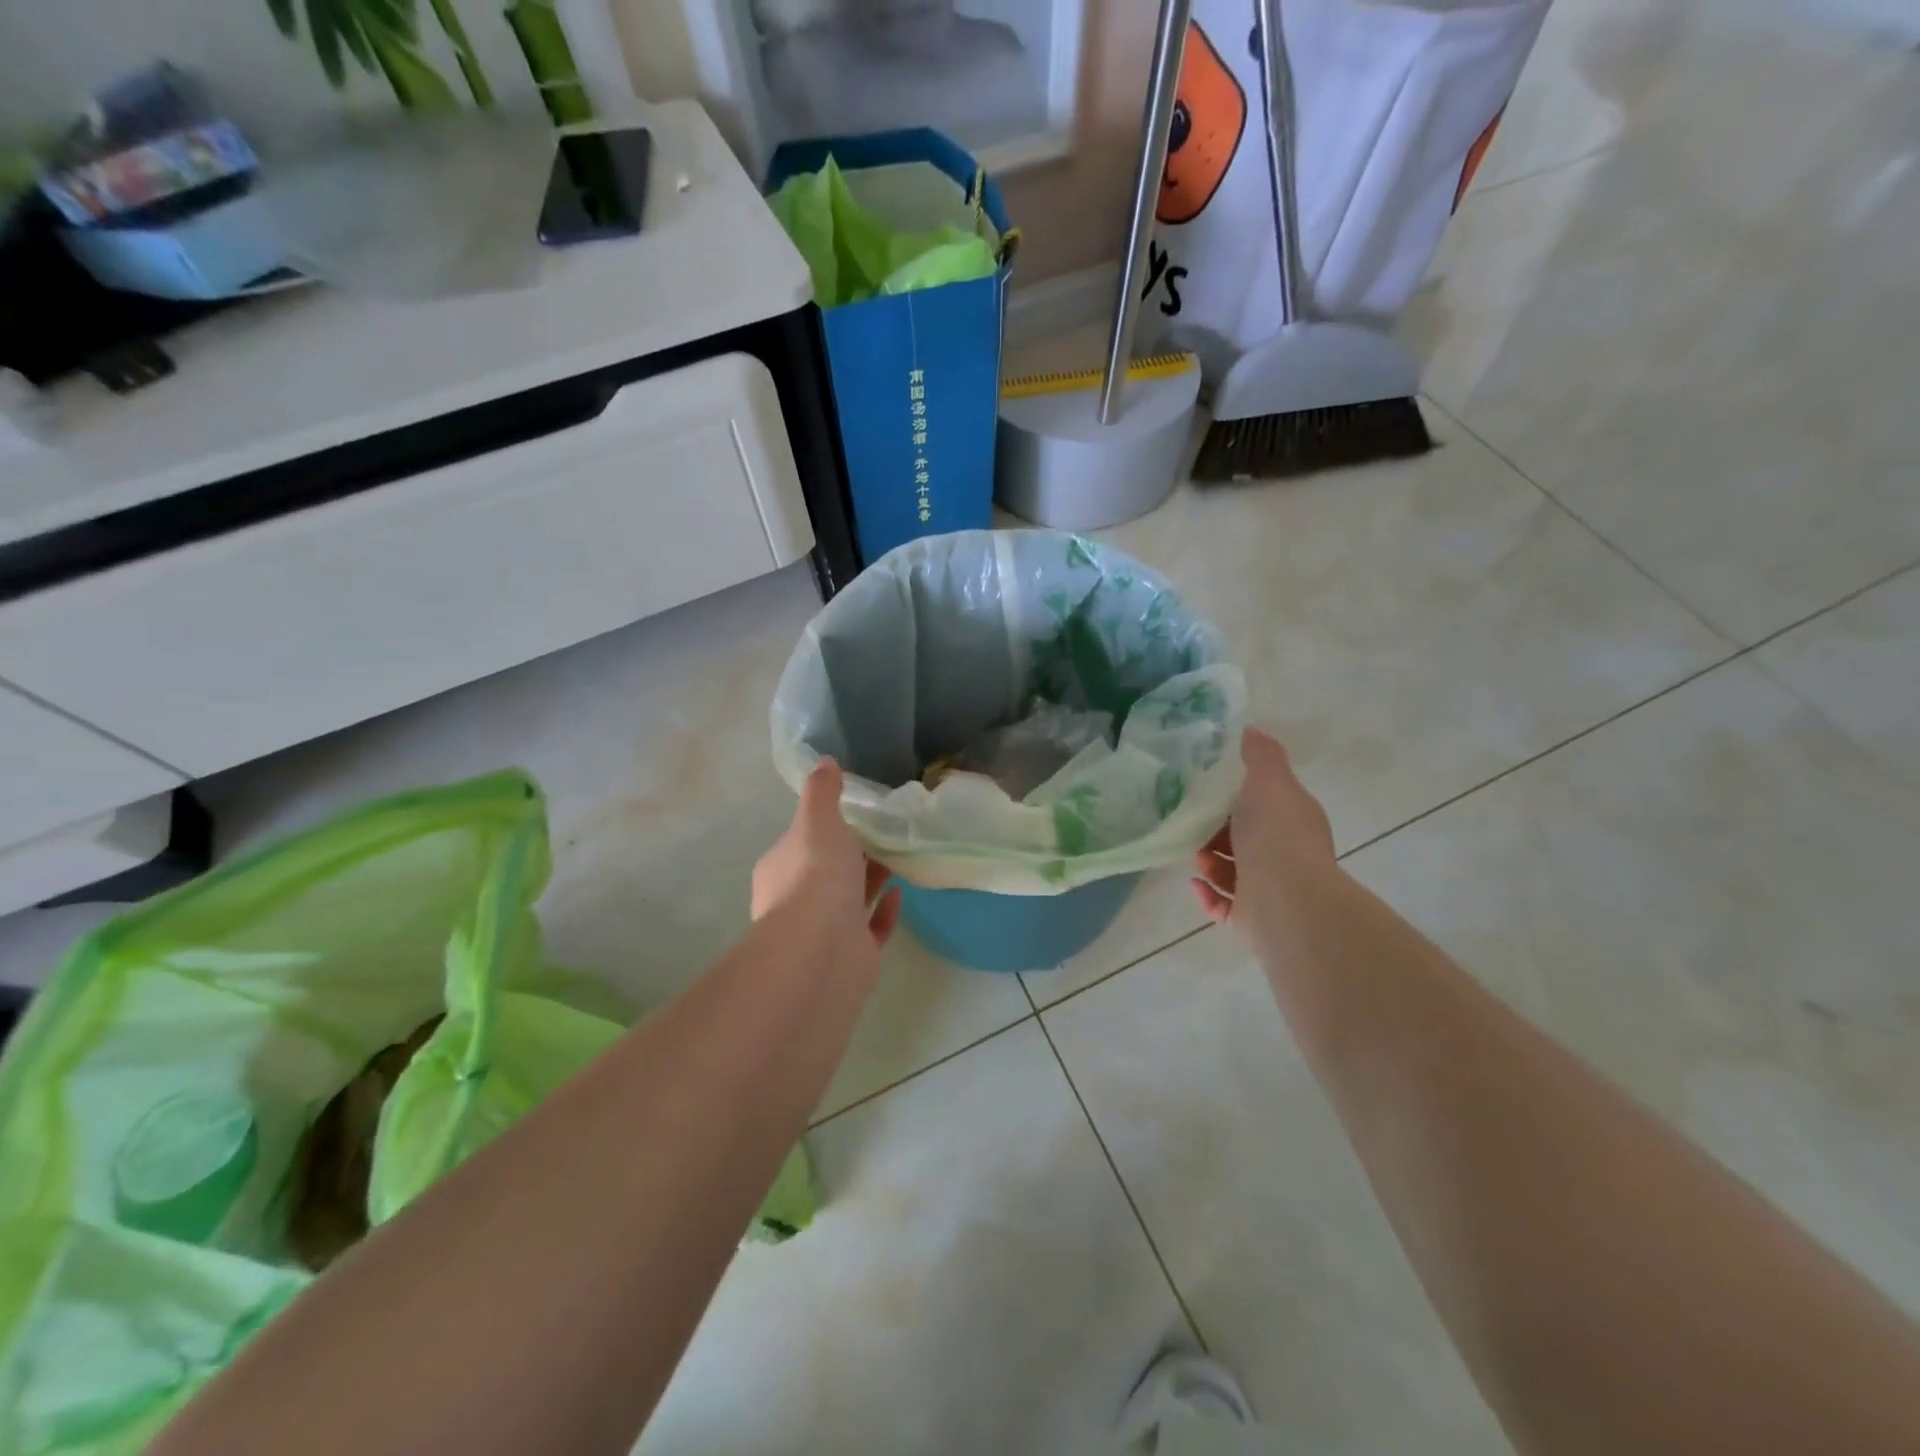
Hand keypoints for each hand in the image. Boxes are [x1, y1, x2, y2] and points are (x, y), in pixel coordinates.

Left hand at [753, 760, 901, 956]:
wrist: (821, 949)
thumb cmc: (815, 877)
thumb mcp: (818, 822)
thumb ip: (823, 793)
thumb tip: (824, 762)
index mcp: (780, 868)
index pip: (801, 842)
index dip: (825, 829)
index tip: (855, 816)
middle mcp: (796, 901)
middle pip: (826, 872)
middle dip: (852, 856)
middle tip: (884, 835)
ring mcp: (823, 932)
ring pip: (849, 900)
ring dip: (871, 880)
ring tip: (899, 857)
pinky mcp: (851, 954)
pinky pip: (871, 928)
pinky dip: (884, 910)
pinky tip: (900, 893)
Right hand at [1192, 728, 1336, 938]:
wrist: (1287, 903)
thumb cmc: (1277, 837)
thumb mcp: (1269, 783)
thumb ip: (1261, 756)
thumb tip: (1252, 729)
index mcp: (1293, 822)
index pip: (1264, 806)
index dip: (1237, 799)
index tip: (1208, 792)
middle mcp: (1284, 856)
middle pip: (1245, 840)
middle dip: (1217, 833)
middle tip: (1193, 826)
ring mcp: (1269, 891)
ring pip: (1233, 873)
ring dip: (1210, 863)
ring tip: (1196, 858)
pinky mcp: (1252, 920)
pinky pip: (1224, 907)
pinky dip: (1208, 895)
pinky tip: (1195, 884)